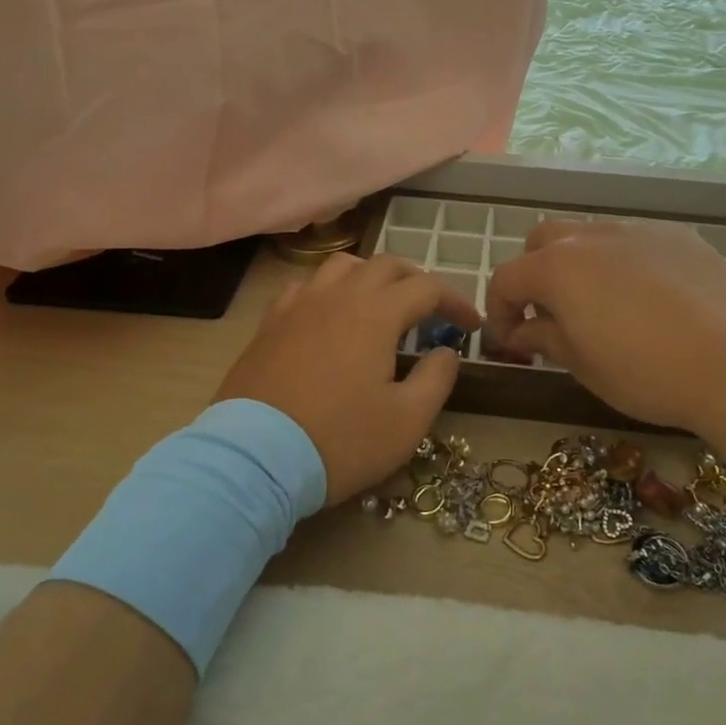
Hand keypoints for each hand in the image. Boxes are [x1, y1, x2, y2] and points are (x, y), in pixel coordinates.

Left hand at [215, 253, 481, 505]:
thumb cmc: (340, 440)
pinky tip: (330, 316)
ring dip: (371, 277)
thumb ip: (436, 378)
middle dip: (416, 281)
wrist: (254, 458)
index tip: (471, 325)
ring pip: (342, 266)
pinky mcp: (270, 323)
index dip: (455, 301)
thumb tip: (445, 350)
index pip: (427, 288)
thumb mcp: (407, 421)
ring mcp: (299, 305)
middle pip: (386, 265)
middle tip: (431, 310)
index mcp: (376, 313)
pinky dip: (329, 291)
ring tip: (381, 303)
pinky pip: (306, 287)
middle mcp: (338, 296)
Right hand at [483, 220, 725, 432]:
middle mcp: (590, 237)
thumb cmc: (648, 372)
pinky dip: (624, 263)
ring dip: (578, 264)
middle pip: (541, 241)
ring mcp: (637, 230)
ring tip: (601, 304)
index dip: (499, 310)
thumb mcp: (584, 365)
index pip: (506, 278)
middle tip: (549, 314)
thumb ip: (545, 337)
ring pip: (589, 235)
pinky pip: (634, 241)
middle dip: (533, 274)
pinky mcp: (678, 236)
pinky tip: (650, 299)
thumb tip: (522, 330)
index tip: (510, 340)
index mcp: (557, 268)